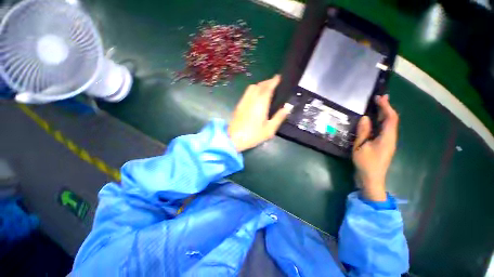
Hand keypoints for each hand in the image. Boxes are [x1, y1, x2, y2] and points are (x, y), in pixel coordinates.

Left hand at [228, 75, 292, 151]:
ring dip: (260, 85)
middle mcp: (251, 99)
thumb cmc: (253, 135)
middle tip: (274, 83)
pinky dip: (253, 90)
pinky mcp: (239, 105)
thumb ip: (279, 117)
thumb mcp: (269, 129)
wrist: (233, 139)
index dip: (273, 81)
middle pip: (259, 85)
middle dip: (267, 82)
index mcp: (261, 104)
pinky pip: (246, 92)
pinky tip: (256, 96)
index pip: (268, 88)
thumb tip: (288, 107)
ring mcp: (243, 101)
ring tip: (265, 88)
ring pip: (252, 87)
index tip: (278, 77)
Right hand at [353, 95, 398, 201]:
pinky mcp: (383, 145)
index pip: (390, 118)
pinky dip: (380, 122)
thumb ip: (363, 132)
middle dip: (387, 108)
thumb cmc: (366, 163)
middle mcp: (391, 138)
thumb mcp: (360, 147)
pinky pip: (384, 130)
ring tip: (378, 106)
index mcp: (387, 137)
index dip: (386, 106)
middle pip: (392, 120)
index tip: (379, 97)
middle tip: (380, 98)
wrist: (371, 179)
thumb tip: (365, 117)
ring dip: (384, 114)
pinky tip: (374, 121)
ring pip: (389, 125)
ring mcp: (387, 142)